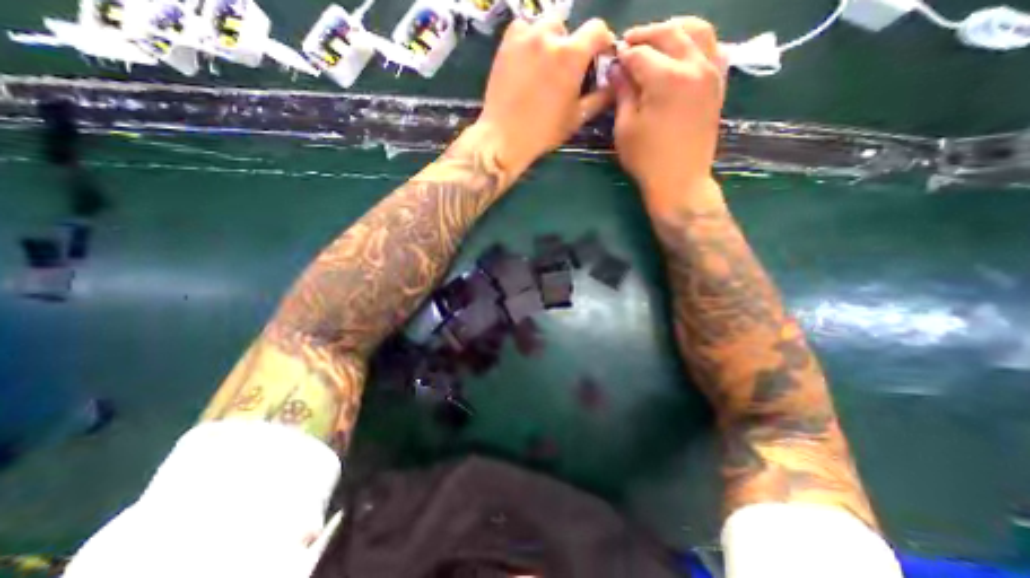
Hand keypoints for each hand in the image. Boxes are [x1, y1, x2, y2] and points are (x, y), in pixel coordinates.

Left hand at [476, 18, 612, 176]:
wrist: (504, 137)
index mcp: (571, 55)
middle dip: (571, 46)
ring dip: (550, 41)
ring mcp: (525, 37)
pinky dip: (528, 39)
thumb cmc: (543, 132)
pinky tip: (526, 60)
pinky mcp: (506, 43)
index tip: (598, 57)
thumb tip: (614, 84)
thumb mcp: (577, 118)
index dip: (601, 42)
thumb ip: (600, 97)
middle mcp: (549, 36)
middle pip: (569, 28)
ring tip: (544, 66)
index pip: (597, 29)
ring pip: (545, 26)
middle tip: (564, 71)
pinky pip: (522, 28)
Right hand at [610, 18, 731, 209]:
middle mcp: (694, 65)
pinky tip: (682, 54)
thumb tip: (617, 69)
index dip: (623, 54)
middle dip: (646, 35)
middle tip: (629, 44)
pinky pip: (713, 48)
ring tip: (657, 41)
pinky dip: (696, 43)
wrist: (680, 181)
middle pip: (670, 33)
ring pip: (698, 31)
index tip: (612, 59)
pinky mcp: (718, 85)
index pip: (640, 53)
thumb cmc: (646, 159)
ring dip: (674, 30)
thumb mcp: (625, 128)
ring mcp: (712, 73)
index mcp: (666, 78)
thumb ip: (622, 93)